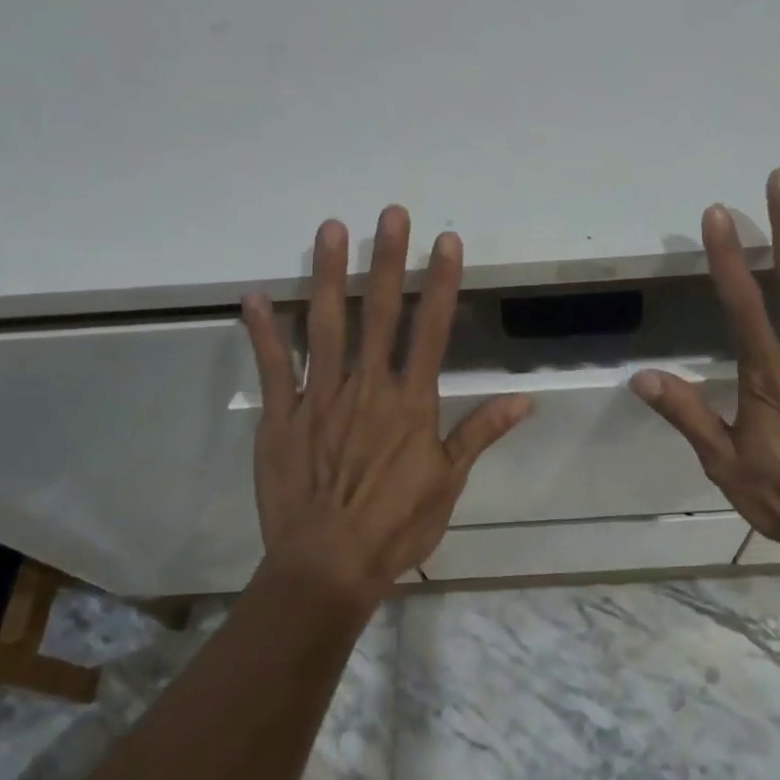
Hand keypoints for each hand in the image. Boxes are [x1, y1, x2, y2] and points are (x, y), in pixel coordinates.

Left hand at [241, 206, 531, 605]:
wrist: (328, 566)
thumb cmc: (395, 526)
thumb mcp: (449, 483)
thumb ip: (480, 433)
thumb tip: (525, 400)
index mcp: (411, 402)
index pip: (431, 330)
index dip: (441, 283)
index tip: (445, 241)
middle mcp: (367, 387)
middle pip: (379, 313)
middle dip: (387, 260)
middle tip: (390, 213)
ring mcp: (320, 398)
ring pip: (325, 326)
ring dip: (329, 276)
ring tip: (331, 230)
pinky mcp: (281, 417)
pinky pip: (273, 368)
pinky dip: (263, 332)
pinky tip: (254, 296)